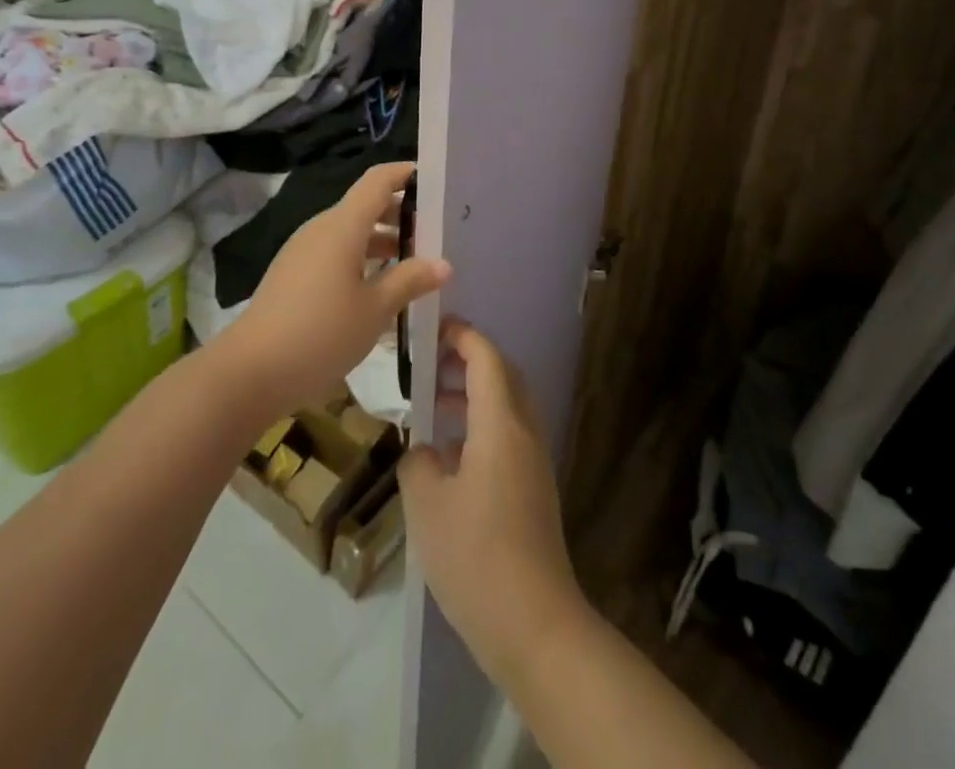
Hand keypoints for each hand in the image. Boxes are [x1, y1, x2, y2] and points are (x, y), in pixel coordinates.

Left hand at [214, 161, 448, 418]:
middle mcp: (321, 229)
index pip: (378, 181)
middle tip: (435, 232)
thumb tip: (443, 264)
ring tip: (414, 264)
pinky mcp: (293, 274)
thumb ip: (410, 281)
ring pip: (350, 232)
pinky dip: (361, 258)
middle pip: (365, 205)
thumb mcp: (375, 310)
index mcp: (342, 226)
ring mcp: (304, 251)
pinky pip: (335, 252)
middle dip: (400, 213)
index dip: (405, 174)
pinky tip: (379, 289)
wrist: (250, 372)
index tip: (435, 181)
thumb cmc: (320, 333)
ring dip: (382, 240)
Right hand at [399, 320, 589, 688]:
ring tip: (433, 407)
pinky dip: (482, 426)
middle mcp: (524, 432)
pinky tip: (450, 457)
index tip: (433, 329)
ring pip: (507, 407)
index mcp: (501, 424)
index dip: (462, 336)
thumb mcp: (427, 505)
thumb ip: (418, 463)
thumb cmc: (476, 556)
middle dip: (469, 361)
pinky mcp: (535, 489)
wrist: (535, 624)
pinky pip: (509, 435)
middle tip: (430, 364)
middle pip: (503, 376)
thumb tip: (425, 451)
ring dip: (474, 395)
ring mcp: (534, 462)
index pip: (486, 358)